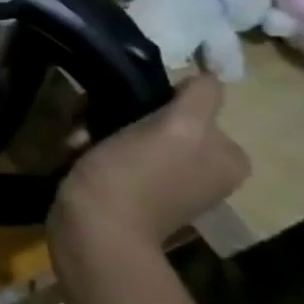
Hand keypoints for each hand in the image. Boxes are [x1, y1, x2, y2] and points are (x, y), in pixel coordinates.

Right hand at [53, 76, 248, 250]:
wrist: (95, 230)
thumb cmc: (134, 175)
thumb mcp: (177, 127)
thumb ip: (199, 97)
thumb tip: (206, 74)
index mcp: (226, 155)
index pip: (191, 102)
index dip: (152, 98)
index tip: (121, 106)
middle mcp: (205, 168)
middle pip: (158, 118)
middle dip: (118, 115)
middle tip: (91, 123)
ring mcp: (169, 183)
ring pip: (130, 134)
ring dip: (99, 130)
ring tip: (79, 141)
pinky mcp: (134, 193)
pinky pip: (115, 156)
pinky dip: (93, 150)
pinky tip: (76, 155)